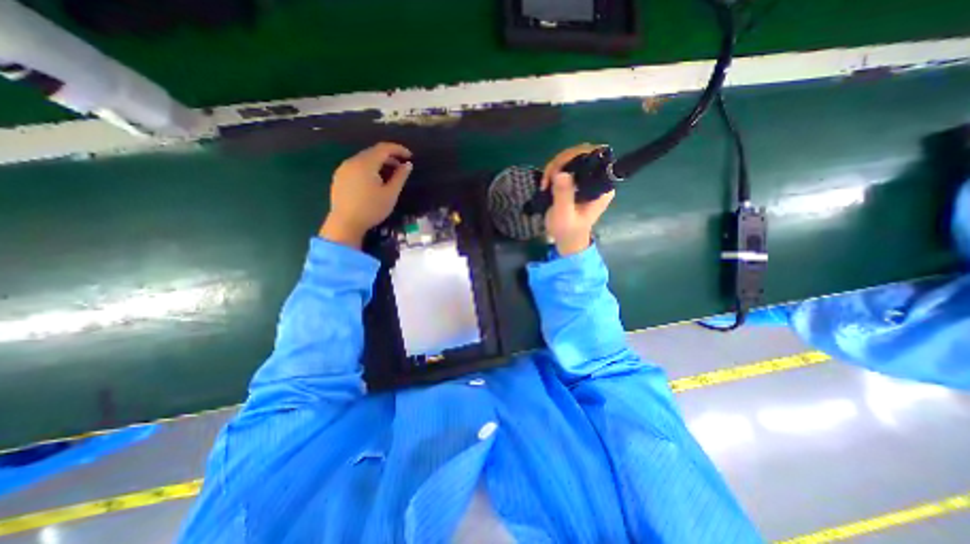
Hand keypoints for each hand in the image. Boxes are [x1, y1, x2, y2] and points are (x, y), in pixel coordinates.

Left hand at [319, 141, 408, 248]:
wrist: (345, 224)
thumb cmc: (371, 209)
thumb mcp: (390, 194)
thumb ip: (400, 177)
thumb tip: (407, 165)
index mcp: (365, 163)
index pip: (384, 148)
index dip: (398, 149)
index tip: (410, 156)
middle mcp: (352, 161)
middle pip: (373, 152)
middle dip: (389, 156)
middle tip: (402, 167)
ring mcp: (343, 169)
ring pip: (364, 159)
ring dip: (379, 163)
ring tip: (390, 175)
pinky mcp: (339, 177)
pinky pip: (356, 166)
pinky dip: (369, 168)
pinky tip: (374, 181)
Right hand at [543, 145, 615, 255]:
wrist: (567, 239)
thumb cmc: (567, 230)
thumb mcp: (564, 216)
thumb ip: (564, 196)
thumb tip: (561, 174)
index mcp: (601, 186)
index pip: (596, 157)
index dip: (577, 156)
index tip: (558, 170)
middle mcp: (597, 178)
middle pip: (583, 153)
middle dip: (562, 162)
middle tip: (547, 179)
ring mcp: (587, 178)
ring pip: (572, 157)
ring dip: (555, 166)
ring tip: (545, 184)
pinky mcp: (576, 180)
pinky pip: (566, 165)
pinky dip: (553, 170)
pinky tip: (546, 183)